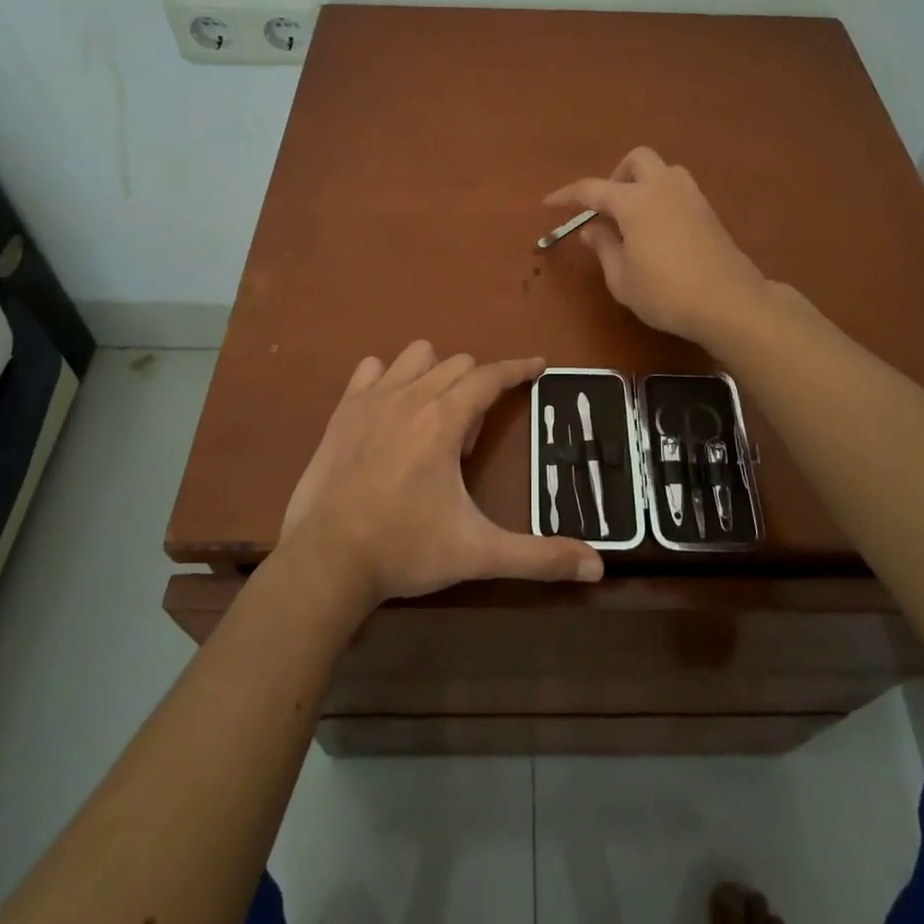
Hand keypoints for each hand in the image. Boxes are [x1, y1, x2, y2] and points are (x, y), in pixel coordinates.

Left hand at [280, 341, 603, 607]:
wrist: (326, 561)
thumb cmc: (405, 549)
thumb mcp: (478, 554)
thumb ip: (539, 557)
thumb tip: (597, 568)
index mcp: (445, 420)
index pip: (491, 376)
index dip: (519, 369)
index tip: (538, 365)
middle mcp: (412, 396)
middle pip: (458, 364)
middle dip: (477, 387)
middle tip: (469, 440)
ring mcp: (372, 399)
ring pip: (417, 355)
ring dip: (435, 373)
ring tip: (433, 418)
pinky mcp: (342, 410)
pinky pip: (371, 368)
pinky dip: (388, 378)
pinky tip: (389, 410)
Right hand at [545, 147, 768, 345]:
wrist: (729, 302)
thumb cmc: (665, 293)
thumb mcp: (622, 278)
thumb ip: (603, 247)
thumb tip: (591, 228)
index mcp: (634, 201)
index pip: (591, 189)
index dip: (567, 195)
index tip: (549, 203)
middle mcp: (662, 188)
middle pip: (637, 159)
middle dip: (617, 175)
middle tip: (608, 207)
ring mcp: (691, 196)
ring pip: (664, 170)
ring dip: (644, 183)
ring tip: (635, 217)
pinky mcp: (709, 212)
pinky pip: (679, 190)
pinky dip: (663, 198)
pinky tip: (659, 230)